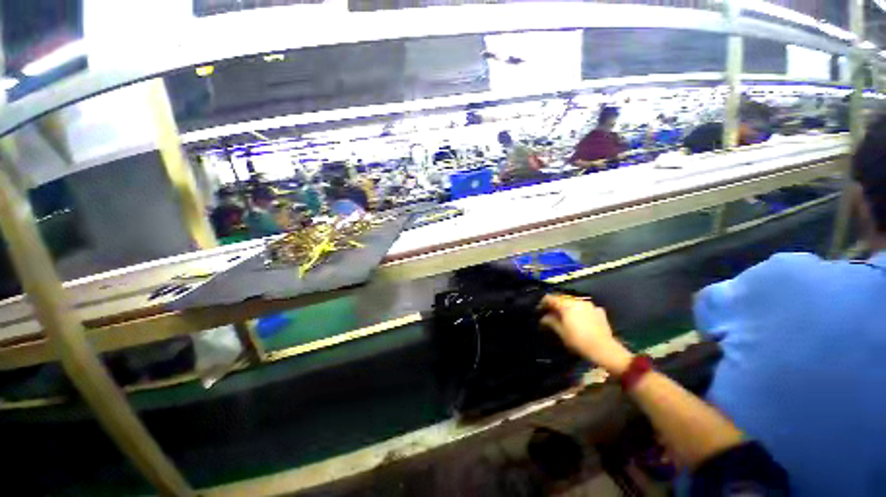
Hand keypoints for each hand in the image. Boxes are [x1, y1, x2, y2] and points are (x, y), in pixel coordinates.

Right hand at [539, 294, 633, 374]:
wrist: (605, 350)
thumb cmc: (579, 340)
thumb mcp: (560, 332)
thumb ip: (550, 321)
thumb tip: (543, 317)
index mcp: (567, 304)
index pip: (550, 298)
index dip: (542, 303)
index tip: (539, 310)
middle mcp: (578, 301)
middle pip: (562, 298)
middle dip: (555, 305)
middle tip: (550, 314)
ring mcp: (590, 305)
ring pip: (574, 302)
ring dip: (567, 307)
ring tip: (564, 317)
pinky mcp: (599, 311)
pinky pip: (585, 308)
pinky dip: (579, 311)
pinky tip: (579, 320)